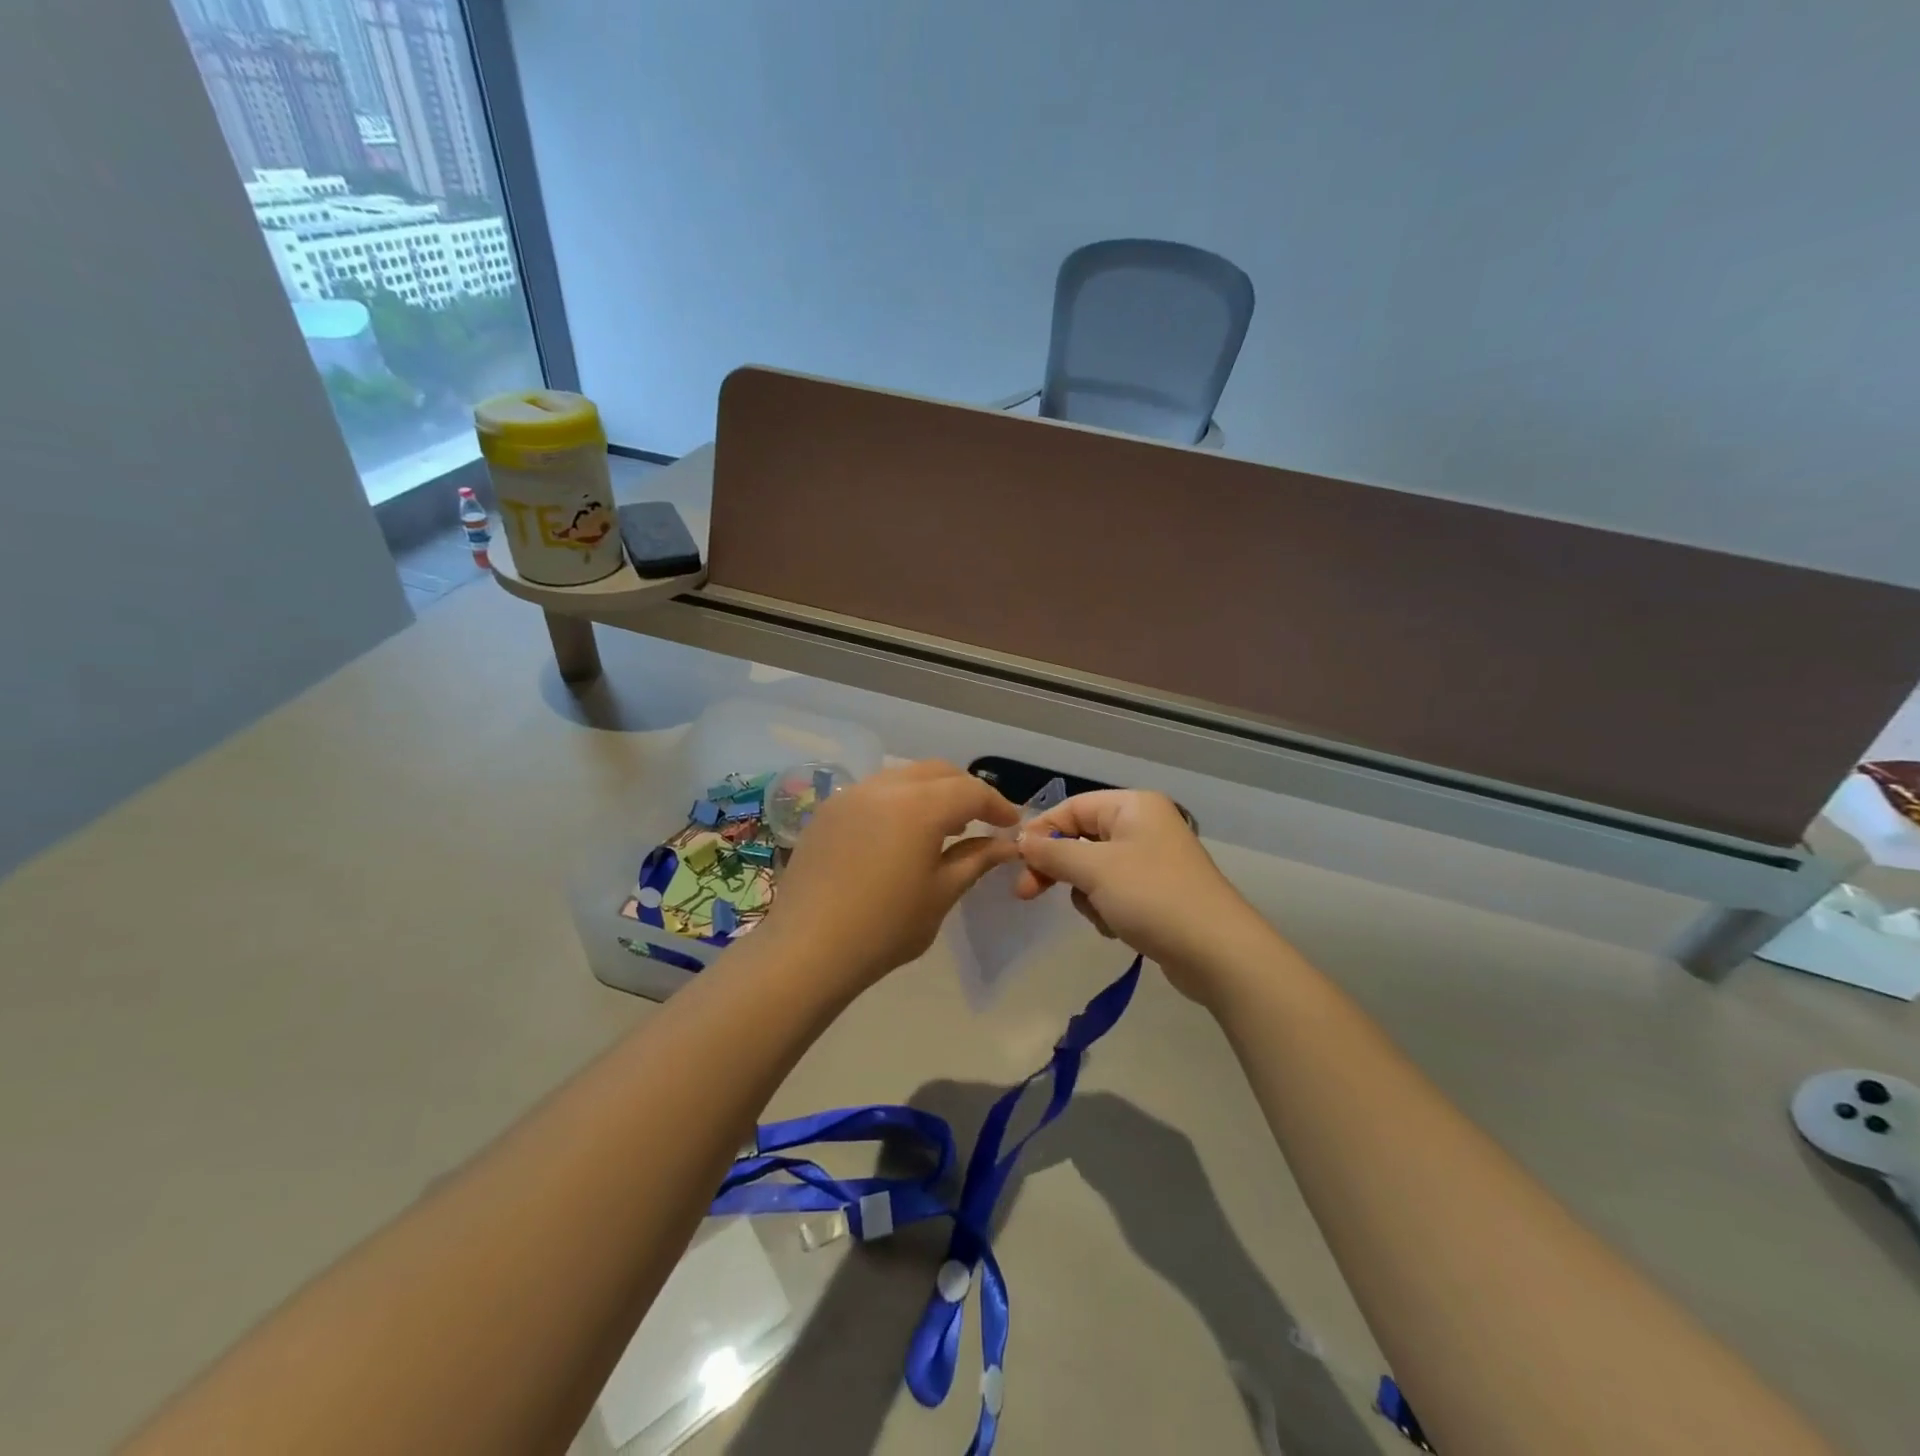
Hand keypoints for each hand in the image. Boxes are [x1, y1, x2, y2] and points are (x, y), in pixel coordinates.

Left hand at [763, 760, 1018, 990]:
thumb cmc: (884, 928)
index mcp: (919, 806)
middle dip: (965, 791)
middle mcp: (885, 787)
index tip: (1011, 825)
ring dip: (932, 792)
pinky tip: (900, 834)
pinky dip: (899, 801)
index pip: (970, 791)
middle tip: (981, 820)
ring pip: (904, 776)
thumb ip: (975, 860)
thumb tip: (1006, 845)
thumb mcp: (941, 894)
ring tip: (943, 828)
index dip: (996, 805)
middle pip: (938, 772)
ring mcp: (851, 795)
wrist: (806, 949)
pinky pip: (874, 791)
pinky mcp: (828, 810)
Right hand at [1013, 790, 1269, 1002]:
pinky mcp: (1157, 893)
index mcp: (1133, 806)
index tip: (1016, 861)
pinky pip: (1114, 892)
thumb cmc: (1153, 897)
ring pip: (1093, 870)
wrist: (1218, 953)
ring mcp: (1152, 861)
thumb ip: (1053, 853)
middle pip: (1081, 839)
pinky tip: (1120, 928)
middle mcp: (1143, 826)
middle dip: (1058, 868)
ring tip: (1103, 915)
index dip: (1041, 831)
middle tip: (1027, 893)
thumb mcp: (1095, 870)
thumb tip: (1022, 840)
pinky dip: (1107, 910)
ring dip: (1087, 895)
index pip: (1072, 808)